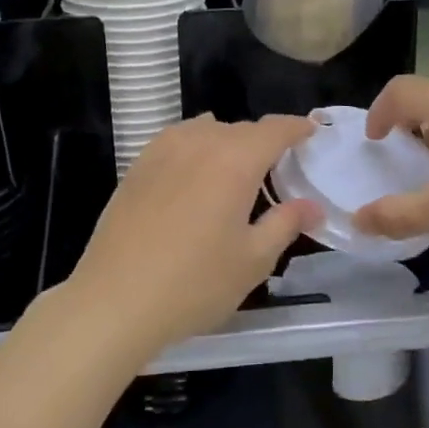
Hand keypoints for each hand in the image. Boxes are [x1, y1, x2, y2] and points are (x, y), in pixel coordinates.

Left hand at [66, 114, 318, 358]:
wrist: (115, 300)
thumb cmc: (194, 284)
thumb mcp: (253, 260)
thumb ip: (285, 224)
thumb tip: (312, 206)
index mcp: (235, 161)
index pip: (274, 129)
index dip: (297, 127)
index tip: (311, 132)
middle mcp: (199, 143)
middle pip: (240, 129)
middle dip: (263, 141)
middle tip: (279, 165)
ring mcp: (162, 151)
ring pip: (206, 130)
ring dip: (228, 141)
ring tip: (236, 168)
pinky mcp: (137, 166)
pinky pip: (177, 141)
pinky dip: (196, 146)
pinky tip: (195, 172)